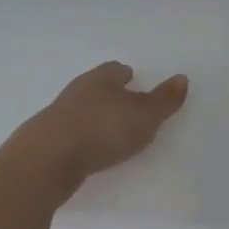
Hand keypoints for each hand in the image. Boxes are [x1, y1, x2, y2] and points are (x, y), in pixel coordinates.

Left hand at [13, 62, 187, 193]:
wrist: (47, 158)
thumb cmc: (102, 129)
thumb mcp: (144, 116)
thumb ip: (164, 100)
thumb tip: (182, 78)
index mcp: (102, 78)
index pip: (116, 70)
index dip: (126, 75)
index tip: (134, 79)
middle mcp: (78, 89)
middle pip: (97, 86)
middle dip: (110, 93)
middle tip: (125, 103)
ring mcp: (59, 114)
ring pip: (82, 108)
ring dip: (94, 116)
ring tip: (108, 128)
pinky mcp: (47, 139)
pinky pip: (70, 131)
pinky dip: (81, 136)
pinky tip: (88, 148)